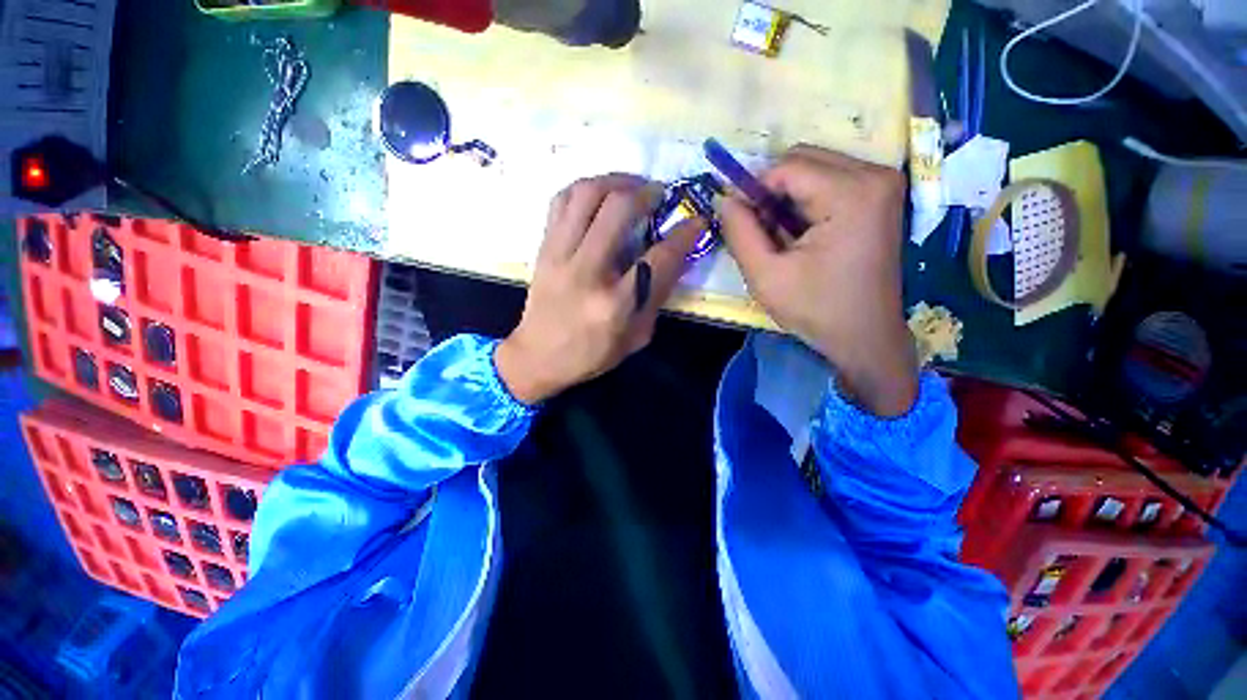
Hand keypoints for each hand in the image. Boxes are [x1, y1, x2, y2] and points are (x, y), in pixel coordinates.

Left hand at [496, 174, 704, 403]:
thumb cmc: (590, 354)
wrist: (537, 357)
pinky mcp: (543, 248)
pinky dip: (585, 188)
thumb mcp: (636, 337)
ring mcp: (559, 256)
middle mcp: (586, 272)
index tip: (697, 221)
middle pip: (618, 210)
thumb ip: (658, 296)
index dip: (684, 234)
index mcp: (614, 304)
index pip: (658, 257)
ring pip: (586, 194)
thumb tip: (678, 256)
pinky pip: (561, 201)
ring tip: (632, 188)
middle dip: (647, 193)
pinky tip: (601, 196)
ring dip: (616, 181)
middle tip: (660, 196)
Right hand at [719, 146, 917, 416]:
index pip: (786, 166)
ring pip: (814, 168)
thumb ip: (739, 233)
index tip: (737, 221)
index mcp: (852, 193)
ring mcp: (882, 184)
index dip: (753, 190)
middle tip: (760, 231)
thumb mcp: (765, 276)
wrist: (864, 336)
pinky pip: (829, 181)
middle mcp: (875, 175)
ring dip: (787, 198)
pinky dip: (805, 202)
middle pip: (803, 159)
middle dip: (771, 192)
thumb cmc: (816, 310)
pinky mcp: (880, 197)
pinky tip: (800, 235)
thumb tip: (723, 199)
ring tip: (780, 238)